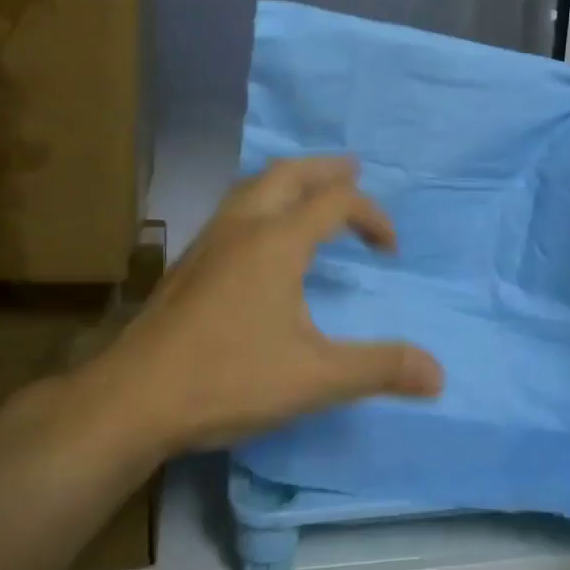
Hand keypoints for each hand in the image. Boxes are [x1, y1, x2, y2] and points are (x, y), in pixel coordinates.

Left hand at [97, 157, 442, 452]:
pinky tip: (260, 238)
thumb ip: (378, 369)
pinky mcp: (187, 264)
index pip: (335, 203)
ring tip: (309, 192)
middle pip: (287, 174)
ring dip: (288, 181)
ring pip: (251, 187)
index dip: (371, 216)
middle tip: (352, 170)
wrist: (131, 400)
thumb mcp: (314, 378)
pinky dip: (260, 202)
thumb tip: (438, 374)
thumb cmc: (227, 379)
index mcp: (276, 242)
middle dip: (325, 170)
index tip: (389, 248)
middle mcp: (241, 229)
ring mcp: (207, 243)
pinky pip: (232, 210)